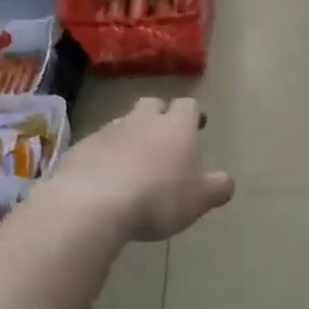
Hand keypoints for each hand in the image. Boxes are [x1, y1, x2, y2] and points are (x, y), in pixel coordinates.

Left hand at [49, 97, 233, 240]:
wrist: (93, 203)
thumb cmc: (158, 198)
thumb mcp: (199, 200)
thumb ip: (217, 188)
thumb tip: (227, 182)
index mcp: (176, 127)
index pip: (188, 105)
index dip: (193, 114)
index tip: (197, 125)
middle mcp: (142, 120)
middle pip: (152, 104)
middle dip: (160, 115)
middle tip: (165, 137)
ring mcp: (108, 131)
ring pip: (123, 123)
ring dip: (131, 135)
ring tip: (134, 161)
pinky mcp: (81, 148)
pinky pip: (98, 145)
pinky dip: (105, 155)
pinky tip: (106, 177)